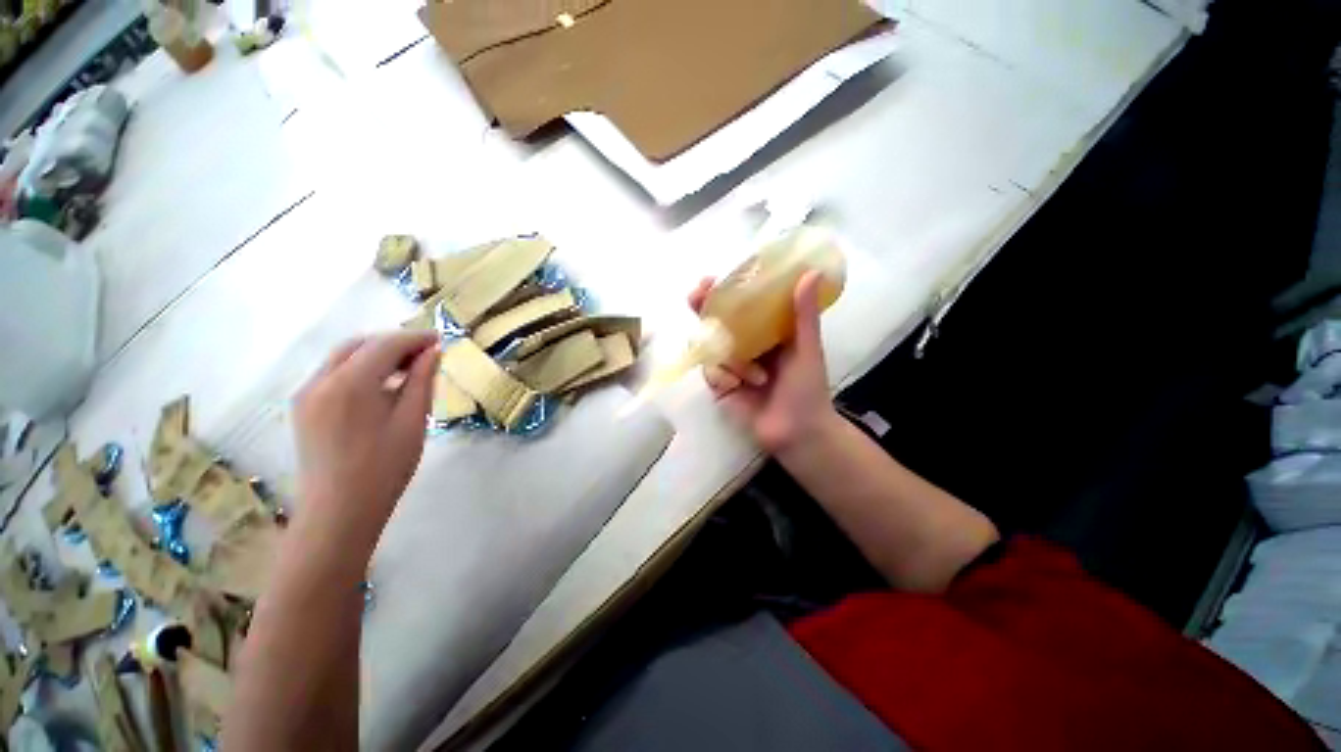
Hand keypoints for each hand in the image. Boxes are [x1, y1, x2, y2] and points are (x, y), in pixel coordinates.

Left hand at [291, 331, 438, 551]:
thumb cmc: (384, 468)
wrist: (339, 511)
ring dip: (376, 355)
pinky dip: (360, 369)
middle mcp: (320, 381)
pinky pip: (333, 374)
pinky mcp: (303, 408)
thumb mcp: (412, 421)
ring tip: (407, 369)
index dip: (414, 338)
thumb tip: (433, 353)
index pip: (384, 344)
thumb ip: (422, 381)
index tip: (440, 340)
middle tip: (425, 354)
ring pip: (343, 357)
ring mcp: (306, 394)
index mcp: (349, 385)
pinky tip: (381, 386)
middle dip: (393, 343)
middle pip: (358, 345)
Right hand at [687, 271, 835, 452]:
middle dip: (703, 309)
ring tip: (755, 377)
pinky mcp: (720, 386)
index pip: (740, 304)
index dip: (723, 290)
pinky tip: (738, 388)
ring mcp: (730, 365)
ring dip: (729, 359)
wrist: (797, 433)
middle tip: (695, 298)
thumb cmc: (807, 389)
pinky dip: (722, 377)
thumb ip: (804, 313)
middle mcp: (745, 344)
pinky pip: (710, 372)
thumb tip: (811, 271)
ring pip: (711, 348)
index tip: (709, 280)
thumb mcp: (806, 348)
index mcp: (765, 331)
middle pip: (716, 321)